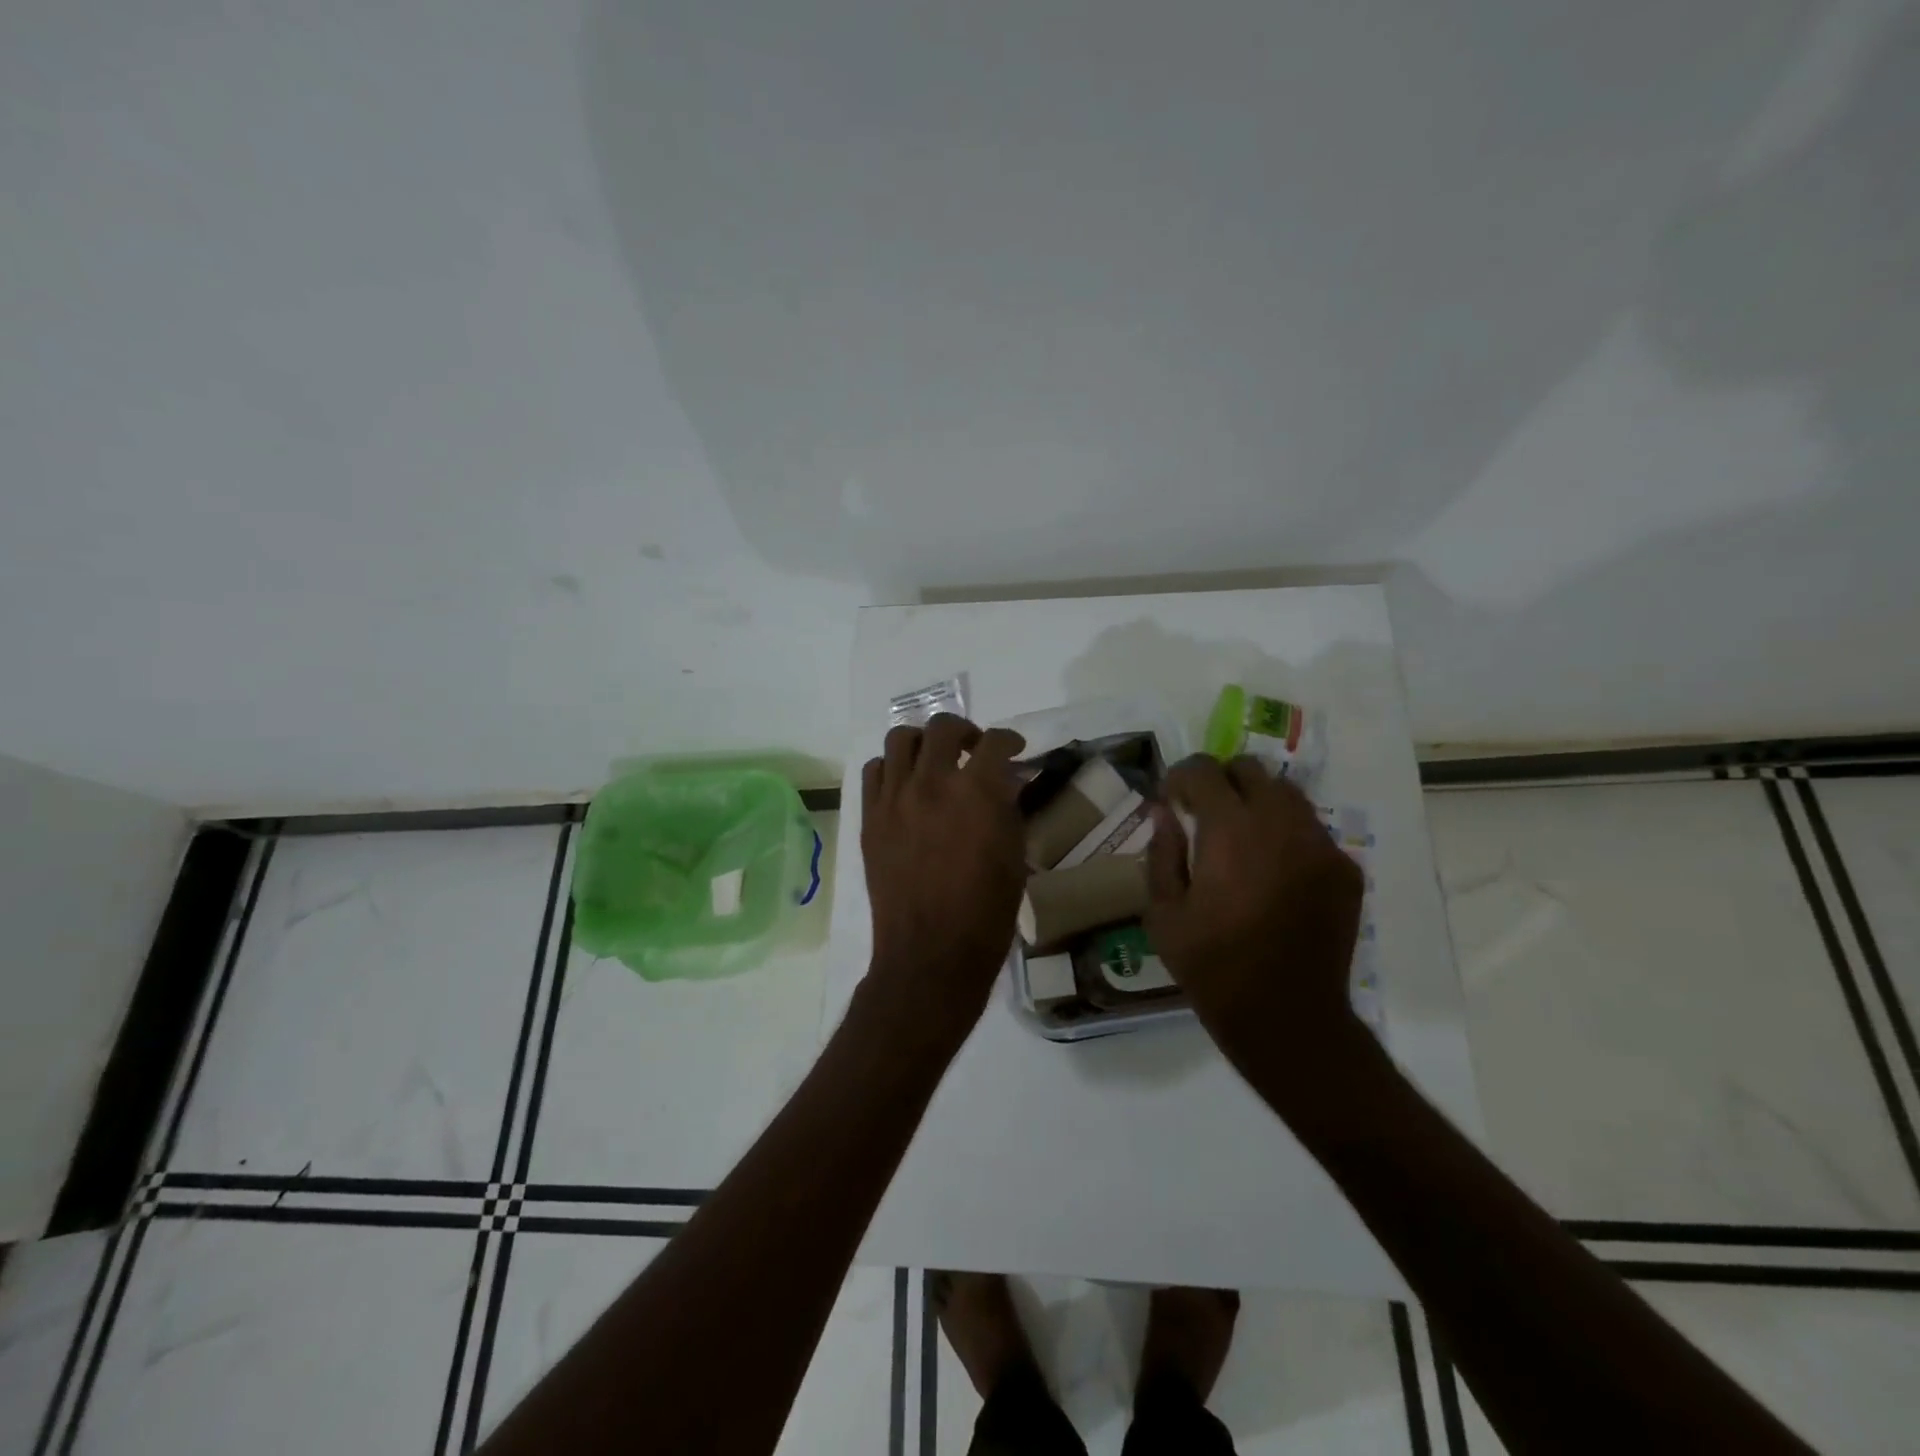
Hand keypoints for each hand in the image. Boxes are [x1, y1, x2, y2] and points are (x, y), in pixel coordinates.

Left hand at [861, 714, 1026, 1040]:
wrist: (931, 952)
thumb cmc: (985, 911)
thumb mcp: (1013, 856)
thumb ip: (1007, 808)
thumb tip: (1002, 782)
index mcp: (975, 792)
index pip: (994, 742)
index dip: (1009, 739)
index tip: (1015, 748)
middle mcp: (931, 783)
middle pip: (943, 727)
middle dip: (965, 731)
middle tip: (974, 749)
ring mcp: (894, 798)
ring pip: (900, 739)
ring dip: (923, 742)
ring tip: (934, 761)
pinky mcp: (870, 817)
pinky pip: (874, 771)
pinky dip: (892, 767)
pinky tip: (905, 785)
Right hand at [1146, 755, 1366, 1081]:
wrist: (1287, 1016)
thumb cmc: (1212, 967)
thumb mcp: (1163, 914)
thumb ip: (1161, 853)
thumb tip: (1163, 812)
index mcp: (1229, 831)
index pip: (1204, 770)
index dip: (1181, 777)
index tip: (1172, 801)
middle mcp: (1280, 824)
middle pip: (1250, 769)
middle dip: (1221, 781)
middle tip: (1205, 814)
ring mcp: (1319, 845)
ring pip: (1286, 793)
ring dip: (1256, 802)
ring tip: (1241, 839)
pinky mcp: (1344, 869)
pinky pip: (1311, 829)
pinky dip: (1286, 833)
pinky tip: (1273, 871)